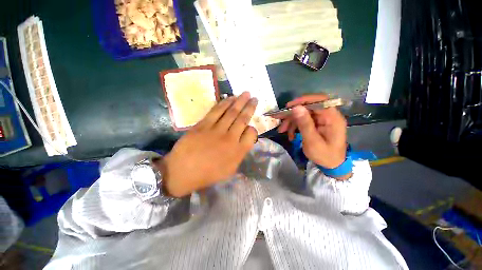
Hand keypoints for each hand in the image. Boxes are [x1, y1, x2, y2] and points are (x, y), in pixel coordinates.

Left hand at [161, 92, 257, 196]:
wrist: (183, 172)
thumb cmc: (208, 174)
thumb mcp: (230, 170)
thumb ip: (240, 154)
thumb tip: (244, 140)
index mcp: (237, 151)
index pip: (251, 134)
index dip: (253, 129)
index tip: (250, 126)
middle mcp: (230, 138)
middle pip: (243, 119)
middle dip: (250, 107)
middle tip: (255, 98)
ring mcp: (216, 130)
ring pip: (231, 112)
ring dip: (240, 101)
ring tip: (246, 94)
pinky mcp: (203, 124)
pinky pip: (216, 111)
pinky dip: (224, 103)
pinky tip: (230, 98)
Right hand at [275, 94, 347, 169]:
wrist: (331, 165)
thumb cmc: (324, 155)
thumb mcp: (312, 141)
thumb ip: (305, 124)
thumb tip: (296, 108)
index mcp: (332, 118)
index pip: (319, 101)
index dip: (303, 100)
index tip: (289, 106)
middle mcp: (327, 116)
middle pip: (308, 108)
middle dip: (292, 114)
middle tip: (279, 118)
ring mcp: (321, 120)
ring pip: (303, 114)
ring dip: (291, 121)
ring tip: (282, 130)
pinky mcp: (316, 124)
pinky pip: (303, 121)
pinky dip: (294, 127)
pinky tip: (290, 135)